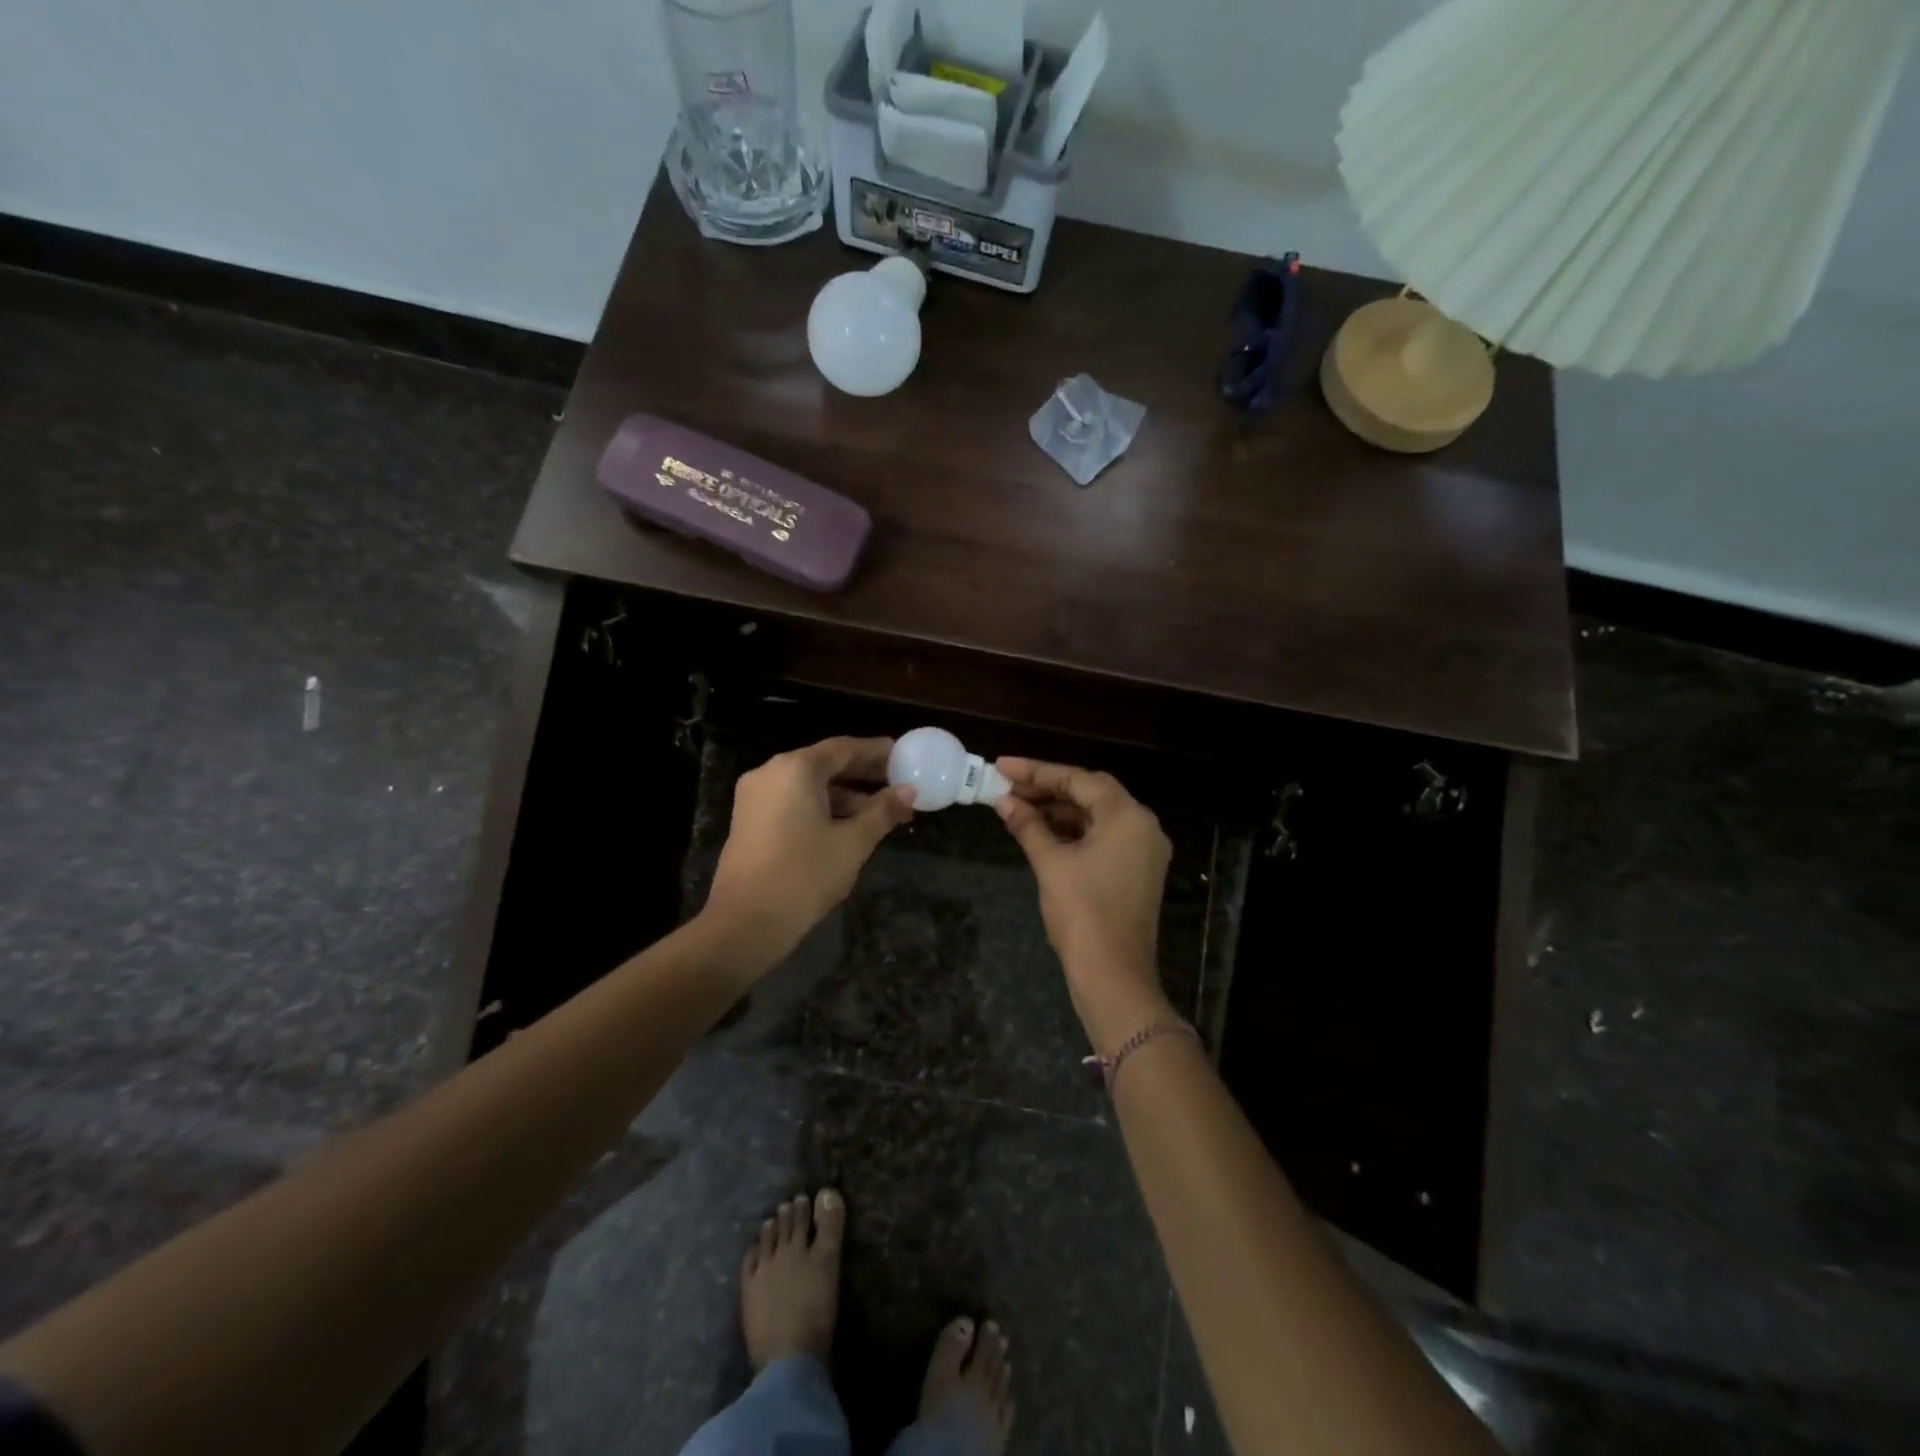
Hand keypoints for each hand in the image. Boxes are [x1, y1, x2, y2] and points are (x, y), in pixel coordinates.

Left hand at [704, 737, 914, 967]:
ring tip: (882, 811)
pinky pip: (793, 802)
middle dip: (862, 774)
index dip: (876, 751)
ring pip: (808, 786)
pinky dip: (822, 807)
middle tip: (898, 781)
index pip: (843, 748)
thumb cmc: (805, 875)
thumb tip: (908, 791)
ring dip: (844, 795)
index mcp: (795, 769)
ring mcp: (755, 797)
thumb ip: (882, 811)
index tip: (903, 755)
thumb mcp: (853, 842)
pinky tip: (849, 826)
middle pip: (824, 764)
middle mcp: (770, 773)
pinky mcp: (749, 821)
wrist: (746, 923)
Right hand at [993, 757, 1173, 1052]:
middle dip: (1047, 788)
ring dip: (1058, 810)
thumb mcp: (1050, 863)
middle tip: (1006, 786)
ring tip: (1016, 806)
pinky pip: (1101, 838)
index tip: (1002, 766)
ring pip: (1095, 816)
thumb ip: (1028, 826)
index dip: (1036, 771)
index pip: (1078, 779)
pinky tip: (1040, 831)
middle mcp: (1142, 826)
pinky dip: (1072, 832)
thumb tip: (1003, 802)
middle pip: (1090, 793)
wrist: (1113, 976)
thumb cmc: (1082, 913)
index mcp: (1128, 816)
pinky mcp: (1135, 871)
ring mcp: (1142, 850)